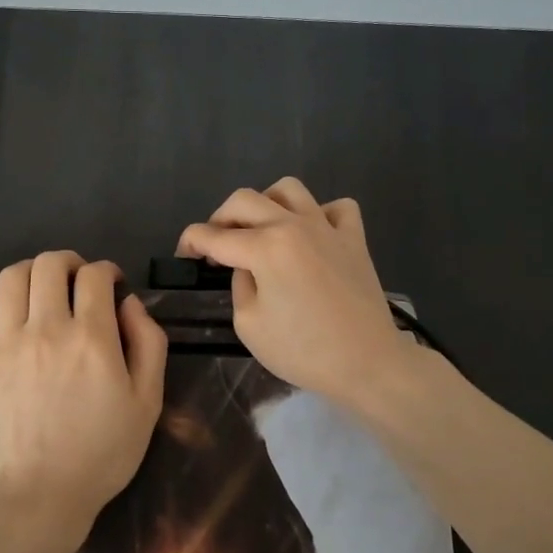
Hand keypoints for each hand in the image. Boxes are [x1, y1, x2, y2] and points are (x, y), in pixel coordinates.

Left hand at [0, 253, 167, 540]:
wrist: (38, 498)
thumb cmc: (101, 454)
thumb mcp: (147, 402)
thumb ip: (148, 344)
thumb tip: (129, 303)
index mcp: (91, 337)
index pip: (96, 275)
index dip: (107, 271)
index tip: (111, 285)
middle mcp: (46, 328)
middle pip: (51, 265)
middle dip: (70, 263)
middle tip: (78, 281)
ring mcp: (4, 342)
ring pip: (12, 277)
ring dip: (32, 269)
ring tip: (42, 284)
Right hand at [177, 178, 409, 401]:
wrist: (367, 363)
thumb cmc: (303, 351)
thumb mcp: (249, 325)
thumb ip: (240, 284)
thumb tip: (247, 266)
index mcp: (264, 247)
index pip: (212, 235)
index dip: (190, 243)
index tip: (184, 256)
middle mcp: (293, 225)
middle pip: (243, 200)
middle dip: (220, 219)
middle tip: (216, 246)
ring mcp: (327, 227)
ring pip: (288, 189)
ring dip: (265, 204)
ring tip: (261, 230)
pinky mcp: (354, 238)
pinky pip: (336, 207)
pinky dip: (319, 214)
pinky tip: (311, 235)